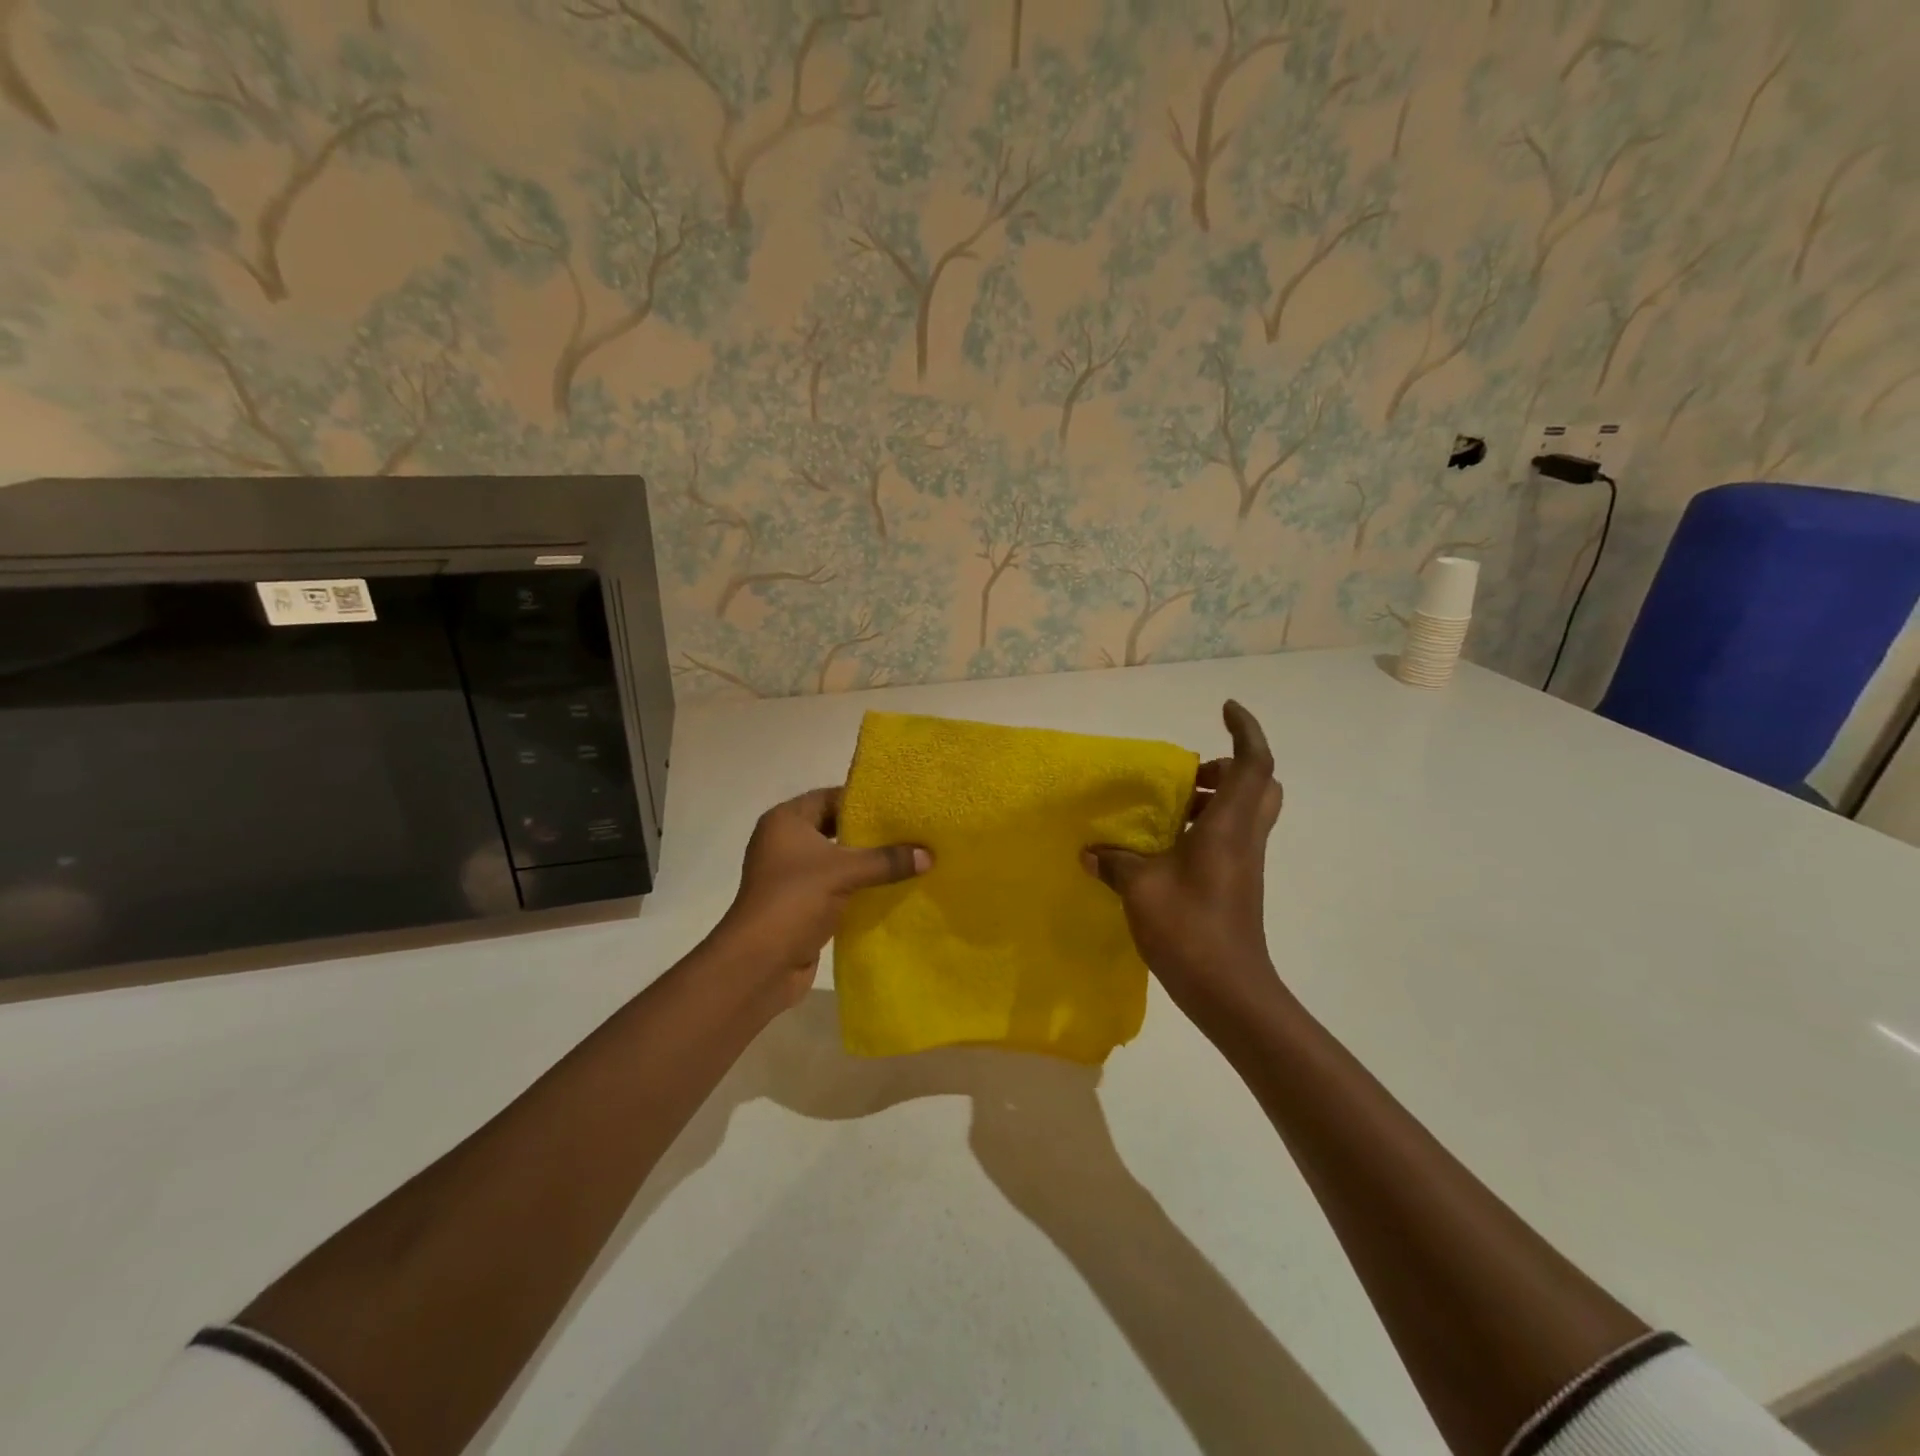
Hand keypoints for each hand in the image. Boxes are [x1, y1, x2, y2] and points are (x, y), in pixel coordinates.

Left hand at [716, 787, 929, 1006]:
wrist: (760, 964)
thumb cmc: (795, 901)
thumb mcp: (845, 872)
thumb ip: (887, 860)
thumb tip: (929, 855)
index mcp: (785, 822)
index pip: (829, 797)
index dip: (862, 800)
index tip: (899, 805)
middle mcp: (784, 842)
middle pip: (834, 828)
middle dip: (869, 833)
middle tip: (908, 831)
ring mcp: (791, 876)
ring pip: (836, 860)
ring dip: (866, 862)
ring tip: (908, 857)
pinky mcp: (800, 904)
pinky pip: (835, 886)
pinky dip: (858, 887)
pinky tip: (890, 888)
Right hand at [1082, 700, 1284, 1030]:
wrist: (1228, 990)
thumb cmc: (1189, 928)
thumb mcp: (1140, 888)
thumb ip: (1114, 862)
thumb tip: (1089, 851)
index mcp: (1229, 826)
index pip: (1254, 763)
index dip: (1245, 729)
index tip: (1225, 708)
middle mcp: (1244, 837)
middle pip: (1258, 784)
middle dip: (1229, 767)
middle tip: (1190, 773)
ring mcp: (1245, 862)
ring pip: (1245, 811)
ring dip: (1215, 798)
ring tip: (1169, 808)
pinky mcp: (1238, 883)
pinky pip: (1230, 837)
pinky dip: (1206, 827)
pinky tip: (1165, 847)